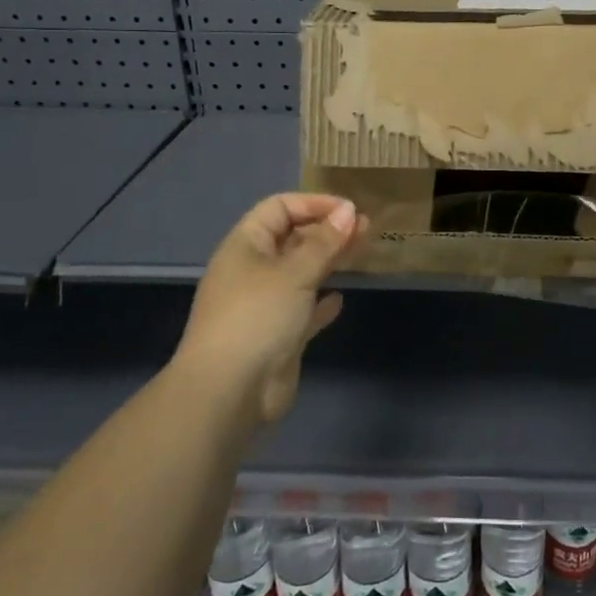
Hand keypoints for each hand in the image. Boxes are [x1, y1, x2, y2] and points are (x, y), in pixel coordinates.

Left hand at [177, 193, 367, 424]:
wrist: (229, 392)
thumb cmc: (258, 317)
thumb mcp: (294, 272)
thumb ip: (325, 242)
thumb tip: (350, 211)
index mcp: (245, 245)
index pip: (279, 208)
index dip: (314, 204)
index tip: (350, 211)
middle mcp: (252, 270)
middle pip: (292, 238)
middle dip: (327, 231)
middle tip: (366, 229)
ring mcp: (264, 304)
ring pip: (300, 273)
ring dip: (328, 261)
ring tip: (362, 253)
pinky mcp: (277, 336)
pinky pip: (302, 309)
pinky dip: (320, 302)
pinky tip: (339, 300)